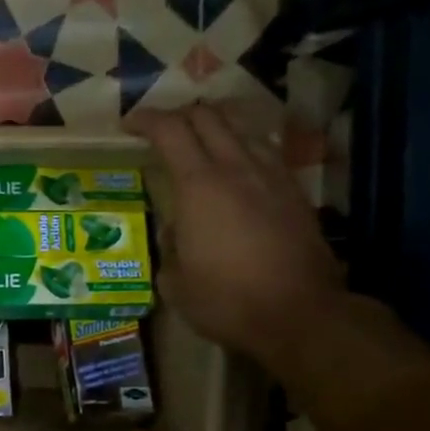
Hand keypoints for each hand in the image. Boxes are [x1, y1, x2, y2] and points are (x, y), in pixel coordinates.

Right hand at [125, 102, 344, 366]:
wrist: (300, 314)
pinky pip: (264, 152)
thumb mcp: (174, 280)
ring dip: (215, 126)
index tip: (129, 125)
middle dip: (179, 115)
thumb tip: (177, 230)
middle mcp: (236, 168)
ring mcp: (272, 176)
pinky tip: (236, 168)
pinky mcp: (295, 192)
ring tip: (199, 143)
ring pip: (241, 128)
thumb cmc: (225, 300)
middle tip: (161, 131)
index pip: (170, 130)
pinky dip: (242, 147)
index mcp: (198, 186)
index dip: (146, 120)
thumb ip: (169, 244)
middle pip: (208, 116)